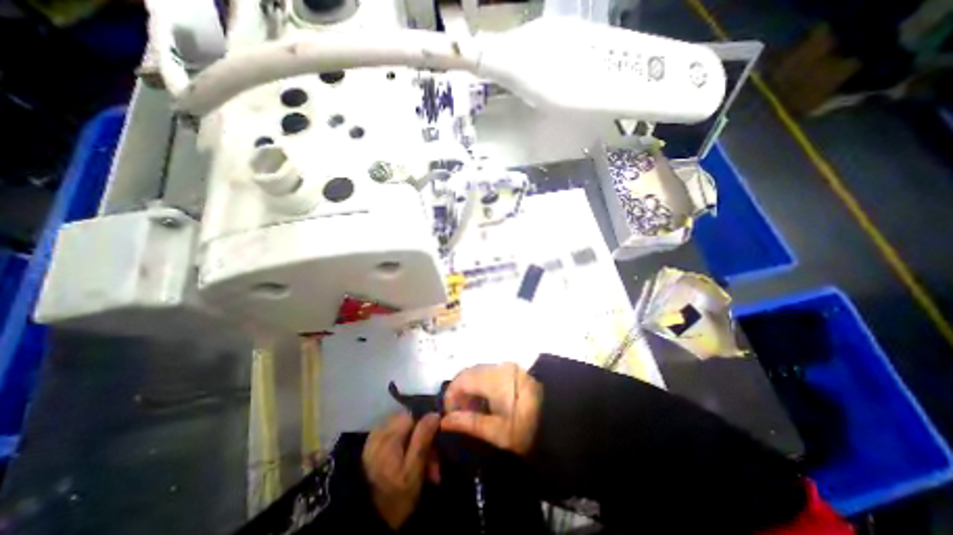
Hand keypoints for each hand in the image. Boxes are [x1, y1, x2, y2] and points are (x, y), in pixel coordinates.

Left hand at [364, 412, 440, 528]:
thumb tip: (435, 414)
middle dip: (425, 442)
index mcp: (391, 433)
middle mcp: (381, 429)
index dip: (430, 429)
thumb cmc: (391, 499)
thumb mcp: (413, 472)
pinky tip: (410, 470)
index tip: (438, 451)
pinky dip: (406, 452)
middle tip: (433, 470)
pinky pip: (396, 441)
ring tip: (425, 475)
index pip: (417, 415)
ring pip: (405, 433)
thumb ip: (423, 439)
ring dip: (418, 449)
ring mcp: (375, 439)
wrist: (359, 527)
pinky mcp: (372, 449)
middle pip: (411, 424)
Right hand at [440, 360, 538, 454]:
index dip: (451, 396)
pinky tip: (488, 403)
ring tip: (474, 412)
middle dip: (460, 393)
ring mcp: (505, 366)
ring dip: (471, 389)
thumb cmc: (528, 425)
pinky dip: (482, 386)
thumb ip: (469, 424)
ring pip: (478, 373)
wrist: (560, 414)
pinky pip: (489, 373)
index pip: (460, 380)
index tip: (450, 416)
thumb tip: (444, 421)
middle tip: (461, 416)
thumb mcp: (498, 432)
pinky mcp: (513, 369)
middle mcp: (496, 367)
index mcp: (491, 379)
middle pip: (468, 374)